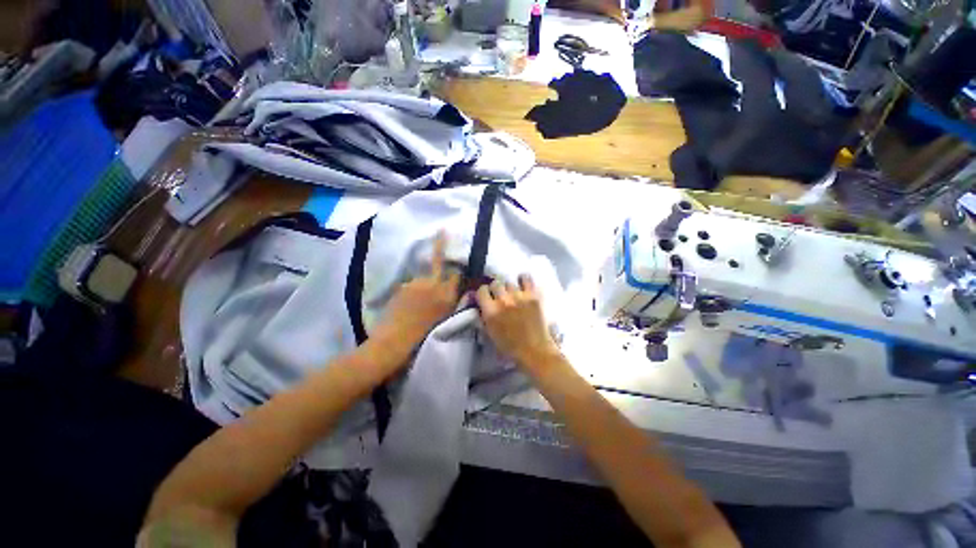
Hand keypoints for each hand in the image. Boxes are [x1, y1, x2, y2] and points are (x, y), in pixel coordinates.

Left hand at [370, 231, 460, 359]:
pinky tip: (409, 301)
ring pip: (423, 275)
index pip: (456, 274)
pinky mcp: (402, 286)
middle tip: (443, 231)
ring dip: (424, 280)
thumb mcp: (445, 320)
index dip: (457, 269)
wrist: (394, 342)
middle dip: (440, 244)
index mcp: (446, 295)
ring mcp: (415, 283)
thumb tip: (456, 290)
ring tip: (419, 296)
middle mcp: (433, 284)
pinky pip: (411, 283)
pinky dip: (412, 288)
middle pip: (438, 260)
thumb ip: (451, 302)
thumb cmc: (423, 337)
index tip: (458, 264)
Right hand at [476, 275, 560, 370]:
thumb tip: (482, 305)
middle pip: (495, 284)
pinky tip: (523, 285)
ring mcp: (518, 296)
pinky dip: (523, 279)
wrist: (534, 351)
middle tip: (500, 298)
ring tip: (513, 296)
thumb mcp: (490, 333)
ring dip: (509, 289)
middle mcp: (503, 300)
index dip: (483, 294)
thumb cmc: (510, 347)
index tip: (486, 298)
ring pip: (509, 282)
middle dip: (496, 290)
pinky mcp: (532, 295)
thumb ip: (484, 316)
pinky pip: (526, 278)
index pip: (481, 290)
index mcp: (490, 311)